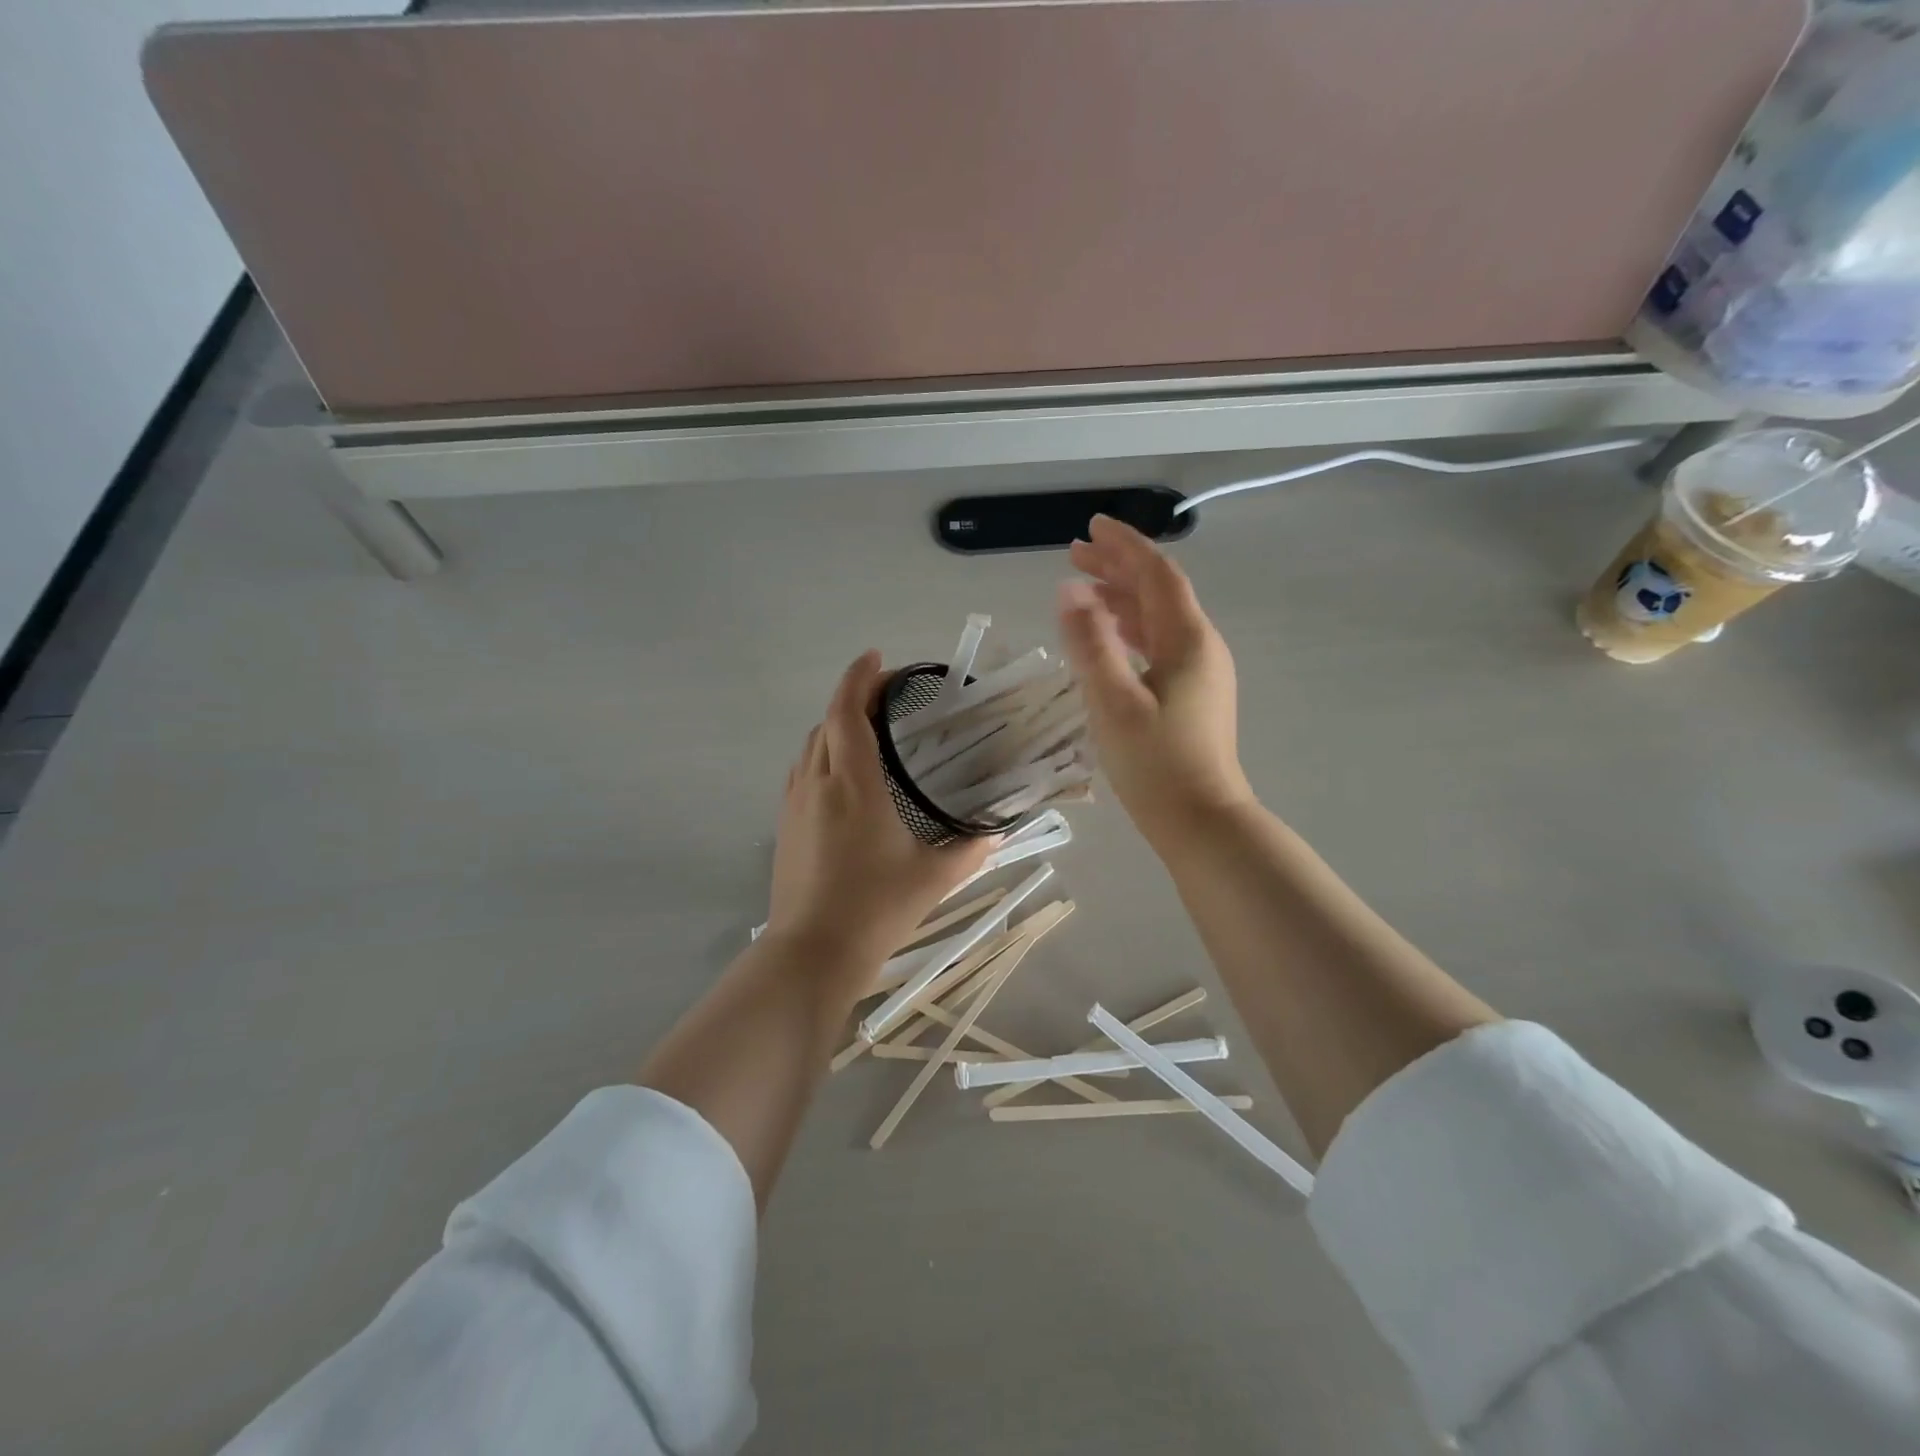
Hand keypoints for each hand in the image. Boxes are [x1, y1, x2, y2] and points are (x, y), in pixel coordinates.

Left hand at [766, 651, 993, 963]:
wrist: (812, 952)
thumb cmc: (875, 909)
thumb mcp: (933, 878)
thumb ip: (970, 850)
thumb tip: (997, 831)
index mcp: (854, 784)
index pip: (847, 712)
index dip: (860, 678)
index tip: (878, 658)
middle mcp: (818, 783)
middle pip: (828, 722)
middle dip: (852, 697)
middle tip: (886, 694)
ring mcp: (795, 803)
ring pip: (811, 745)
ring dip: (836, 725)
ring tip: (868, 727)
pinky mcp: (786, 825)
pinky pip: (803, 770)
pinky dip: (823, 753)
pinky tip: (844, 773)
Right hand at [1058, 515, 1253, 840]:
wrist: (1202, 822)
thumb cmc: (1156, 764)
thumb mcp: (1114, 702)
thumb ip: (1090, 644)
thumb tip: (1070, 591)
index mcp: (1187, 640)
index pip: (1156, 574)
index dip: (1124, 546)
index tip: (1091, 527)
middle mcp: (1200, 647)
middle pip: (1158, 591)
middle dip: (1118, 568)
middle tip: (1075, 554)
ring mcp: (1201, 672)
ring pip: (1159, 619)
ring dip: (1123, 598)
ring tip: (1085, 589)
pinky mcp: (1193, 695)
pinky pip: (1160, 644)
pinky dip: (1132, 629)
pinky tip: (1111, 637)